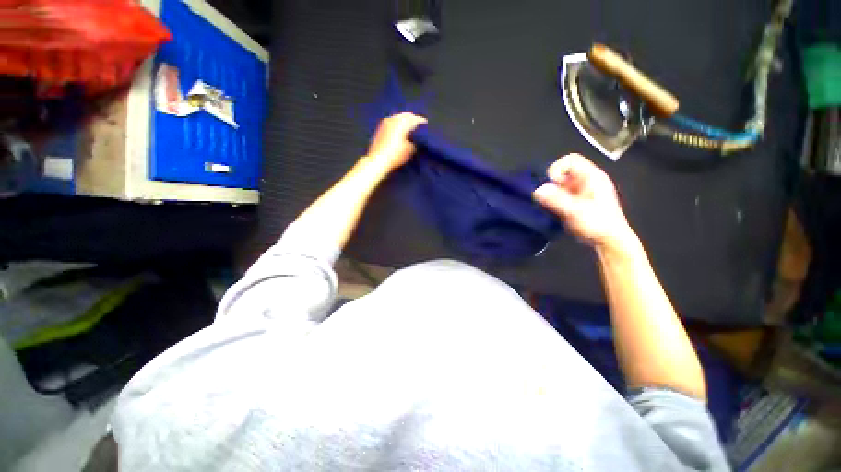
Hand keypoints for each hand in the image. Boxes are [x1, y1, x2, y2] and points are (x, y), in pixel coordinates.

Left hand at [365, 112, 427, 171]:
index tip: (426, 124)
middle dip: (412, 118)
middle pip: (405, 115)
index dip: (421, 121)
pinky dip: (397, 124)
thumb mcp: (410, 150)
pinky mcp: (380, 128)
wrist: (378, 160)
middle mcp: (394, 119)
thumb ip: (415, 142)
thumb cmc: (396, 155)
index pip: (415, 119)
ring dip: (404, 120)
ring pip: (398, 117)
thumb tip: (415, 140)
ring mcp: (385, 123)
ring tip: (408, 127)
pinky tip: (399, 130)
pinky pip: (391, 121)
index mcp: (402, 123)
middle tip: (418, 124)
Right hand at [533, 153, 634, 249]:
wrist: (609, 242)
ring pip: (558, 185)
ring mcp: (580, 191)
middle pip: (562, 172)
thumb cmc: (598, 224)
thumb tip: (537, 189)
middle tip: (549, 199)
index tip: (551, 184)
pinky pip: (558, 195)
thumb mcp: (576, 211)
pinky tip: (554, 211)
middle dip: (552, 184)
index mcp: (591, 177)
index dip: (557, 169)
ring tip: (551, 207)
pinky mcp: (574, 202)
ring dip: (551, 194)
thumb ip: (557, 200)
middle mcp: (585, 181)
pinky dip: (553, 201)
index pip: (570, 160)